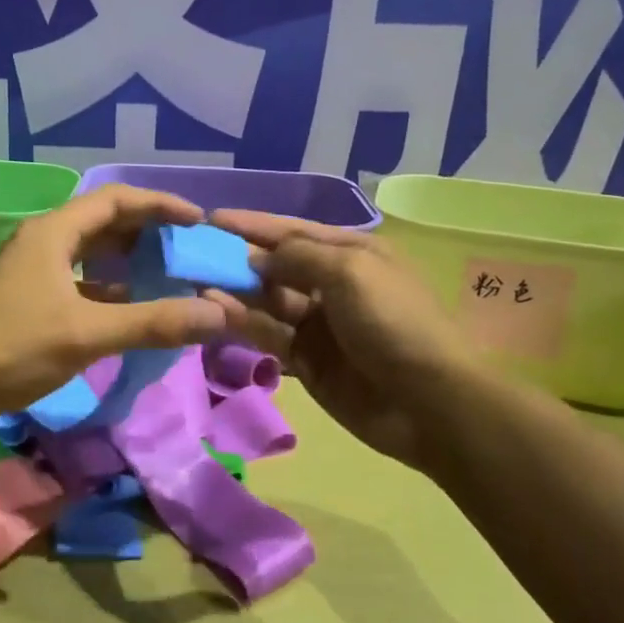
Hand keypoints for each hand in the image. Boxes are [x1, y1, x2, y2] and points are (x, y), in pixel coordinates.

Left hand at [0, 185, 229, 419]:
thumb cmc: (12, 347)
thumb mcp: (87, 333)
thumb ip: (151, 322)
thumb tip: (217, 314)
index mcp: (54, 232)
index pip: (116, 200)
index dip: (160, 205)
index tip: (198, 220)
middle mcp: (42, 241)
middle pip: (103, 222)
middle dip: (147, 231)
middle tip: (186, 248)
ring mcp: (31, 270)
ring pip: (89, 253)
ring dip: (127, 259)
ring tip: (166, 274)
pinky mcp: (27, 298)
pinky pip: (78, 280)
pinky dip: (107, 287)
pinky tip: (128, 307)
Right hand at [204, 210, 484, 472]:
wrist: (431, 403)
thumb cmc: (394, 322)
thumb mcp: (349, 271)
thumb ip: (297, 256)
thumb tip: (256, 257)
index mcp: (352, 253)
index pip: (293, 231)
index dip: (252, 225)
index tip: (210, 219)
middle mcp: (332, 284)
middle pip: (275, 266)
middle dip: (237, 259)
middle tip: (192, 255)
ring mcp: (318, 325)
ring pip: (266, 301)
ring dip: (234, 291)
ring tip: (196, 282)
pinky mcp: (306, 361)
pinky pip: (268, 335)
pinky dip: (243, 324)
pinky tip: (215, 313)